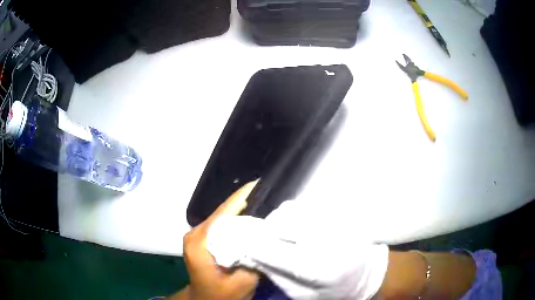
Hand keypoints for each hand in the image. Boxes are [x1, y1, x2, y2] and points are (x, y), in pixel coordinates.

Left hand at [170, 180, 259, 299]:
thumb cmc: (222, 295)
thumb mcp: (242, 281)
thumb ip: (255, 258)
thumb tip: (268, 234)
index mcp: (199, 243)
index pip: (223, 214)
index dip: (242, 197)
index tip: (259, 183)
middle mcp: (194, 233)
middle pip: (222, 213)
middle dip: (245, 203)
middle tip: (268, 194)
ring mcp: (195, 235)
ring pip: (222, 218)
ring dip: (241, 212)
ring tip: (262, 203)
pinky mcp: (200, 238)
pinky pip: (220, 225)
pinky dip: (235, 221)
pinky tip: (249, 220)